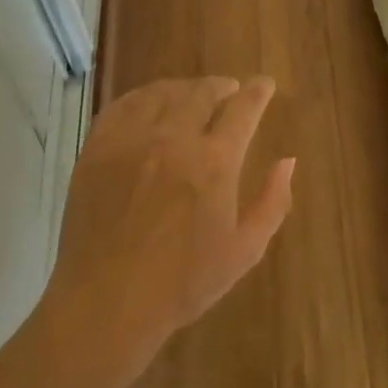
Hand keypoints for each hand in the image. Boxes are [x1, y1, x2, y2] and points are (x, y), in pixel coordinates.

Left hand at [46, 77, 294, 362]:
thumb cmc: (183, 282)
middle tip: (230, 89)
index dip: (258, 91)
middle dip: (222, 86)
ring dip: (185, 88)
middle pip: (203, 92)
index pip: (243, 108)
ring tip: (193, 94)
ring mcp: (132, 140)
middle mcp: (175, 138)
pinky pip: (124, 105)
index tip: (265, 84)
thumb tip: (288, 161)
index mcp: (215, 162)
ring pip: (163, 93)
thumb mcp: (245, 250)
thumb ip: (272, 201)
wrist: (107, 302)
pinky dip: (144, 96)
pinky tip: (150, 103)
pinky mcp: (98, 148)